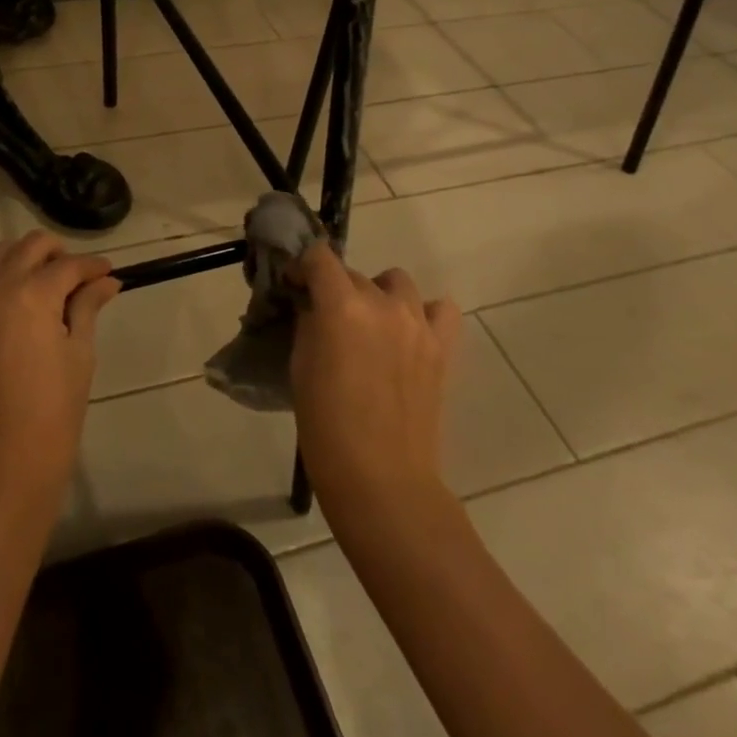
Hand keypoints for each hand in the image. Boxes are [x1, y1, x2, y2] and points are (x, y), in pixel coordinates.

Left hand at [0, 231, 122, 522]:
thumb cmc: (52, 417)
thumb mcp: (79, 357)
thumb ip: (87, 309)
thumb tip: (106, 282)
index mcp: (30, 295)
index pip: (68, 265)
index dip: (94, 266)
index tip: (111, 273)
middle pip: (29, 247)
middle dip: (59, 253)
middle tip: (82, 278)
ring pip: (0, 257)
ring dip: (28, 259)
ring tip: (54, 286)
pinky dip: (8, 280)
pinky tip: (31, 307)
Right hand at [289, 244, 460, 526]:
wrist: (382, 479)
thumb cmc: (326, 425)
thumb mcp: (301, 366)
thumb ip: (309, 324)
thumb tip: (313, 307)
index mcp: (341, 306)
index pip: (319, 257)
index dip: (303, 267)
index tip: (295, 286)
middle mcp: (382, 304)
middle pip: (354, 273)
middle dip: (335, 288)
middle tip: (324, 318)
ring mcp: (417, 324)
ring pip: (396, 282)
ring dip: (377, 294)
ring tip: (368, 324)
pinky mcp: (442, 347)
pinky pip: (439, 310)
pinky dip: (424, 312)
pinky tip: (408, 332)